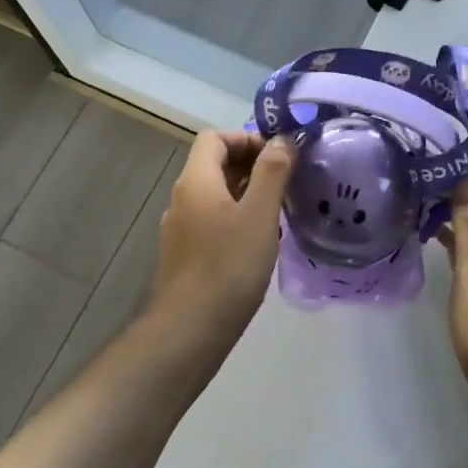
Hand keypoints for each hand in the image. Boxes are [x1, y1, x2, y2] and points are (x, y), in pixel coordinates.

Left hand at [150, 131, 296, 353]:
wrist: (191, 329)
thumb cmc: (229, 266)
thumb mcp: (260, 214)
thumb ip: (272, 171)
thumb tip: (281, 139)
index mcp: (196, 181)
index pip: (214, 137)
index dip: (246, 138)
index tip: (277, 157)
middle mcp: (183, 198)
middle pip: (214, 163)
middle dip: (251, 164)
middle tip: (285, 182)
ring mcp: (181, 227)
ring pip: (215, 193)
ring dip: (246, 191)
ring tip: (278, 209)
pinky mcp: (186, 252)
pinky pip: (212, 218)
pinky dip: (236, 215)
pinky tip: (259, 239)